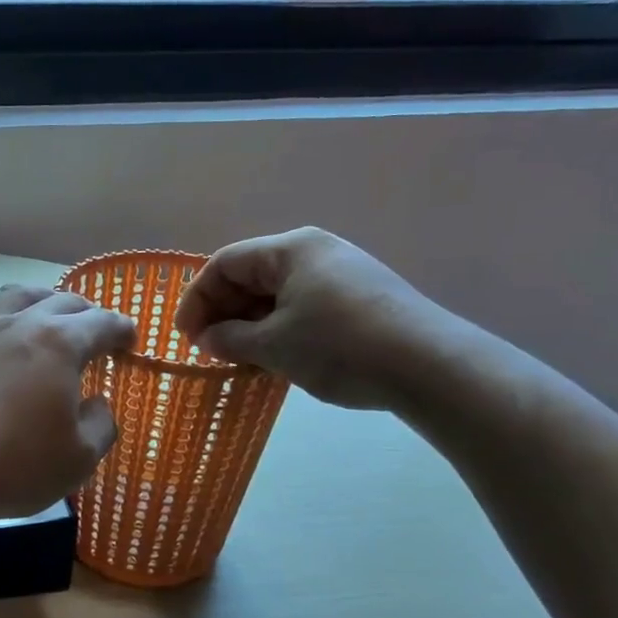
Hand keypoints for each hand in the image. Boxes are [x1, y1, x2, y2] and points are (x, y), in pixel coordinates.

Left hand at [0, 285, 136, 523]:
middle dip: (85, 312)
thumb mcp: (77, 458)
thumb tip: (97, 403)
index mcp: (58, 343)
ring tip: (48, 319)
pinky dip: (5, 331)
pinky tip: (2, 358)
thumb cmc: (13, 463)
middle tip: (95, 330)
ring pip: (15, 299)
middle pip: (60, 300)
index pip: (101, 322)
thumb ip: (99, 425)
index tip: (130, 338)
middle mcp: (18, 326)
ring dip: (40, 302)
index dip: (121, 328)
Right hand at [175, 228, 458, 411]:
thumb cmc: (340, 347)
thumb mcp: (273, 345)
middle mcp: (315, 251)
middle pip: (250, 275)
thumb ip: (228, 339)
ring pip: (276, 293)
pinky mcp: (360, 298)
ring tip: (238, 357)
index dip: (196, 300)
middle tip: (208, 350)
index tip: (184, 337)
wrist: (432, 368)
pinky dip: (278, 327)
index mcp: (290, 249)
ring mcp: (341, 273)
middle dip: (222, 312)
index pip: (224, 264)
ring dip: (249, 323)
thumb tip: (207, 339)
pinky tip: (276, 356)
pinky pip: (302, 305)